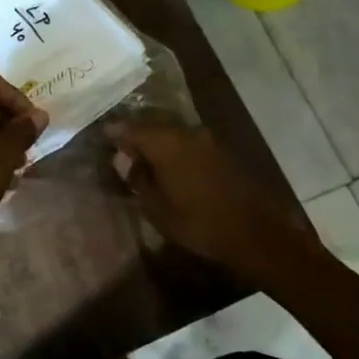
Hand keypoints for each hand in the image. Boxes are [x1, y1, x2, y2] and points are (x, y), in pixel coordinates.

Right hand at [106, 120, 324, 287]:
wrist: (257, 233)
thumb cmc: (200, 224)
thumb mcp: (158, 209)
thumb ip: (138, 178)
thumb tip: (121, 158)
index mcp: (166, 143)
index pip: (130, 128)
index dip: (114, 132)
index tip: (102, 139)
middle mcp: (185, 132)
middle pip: (152, 124)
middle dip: (135, 134)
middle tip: (120, 148)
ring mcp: (207, 139)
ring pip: (172, 131)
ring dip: (156, 140)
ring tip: (143, 157)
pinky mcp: (221, 149)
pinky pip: (188, 140)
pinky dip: (174, 147)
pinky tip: (170, 164)